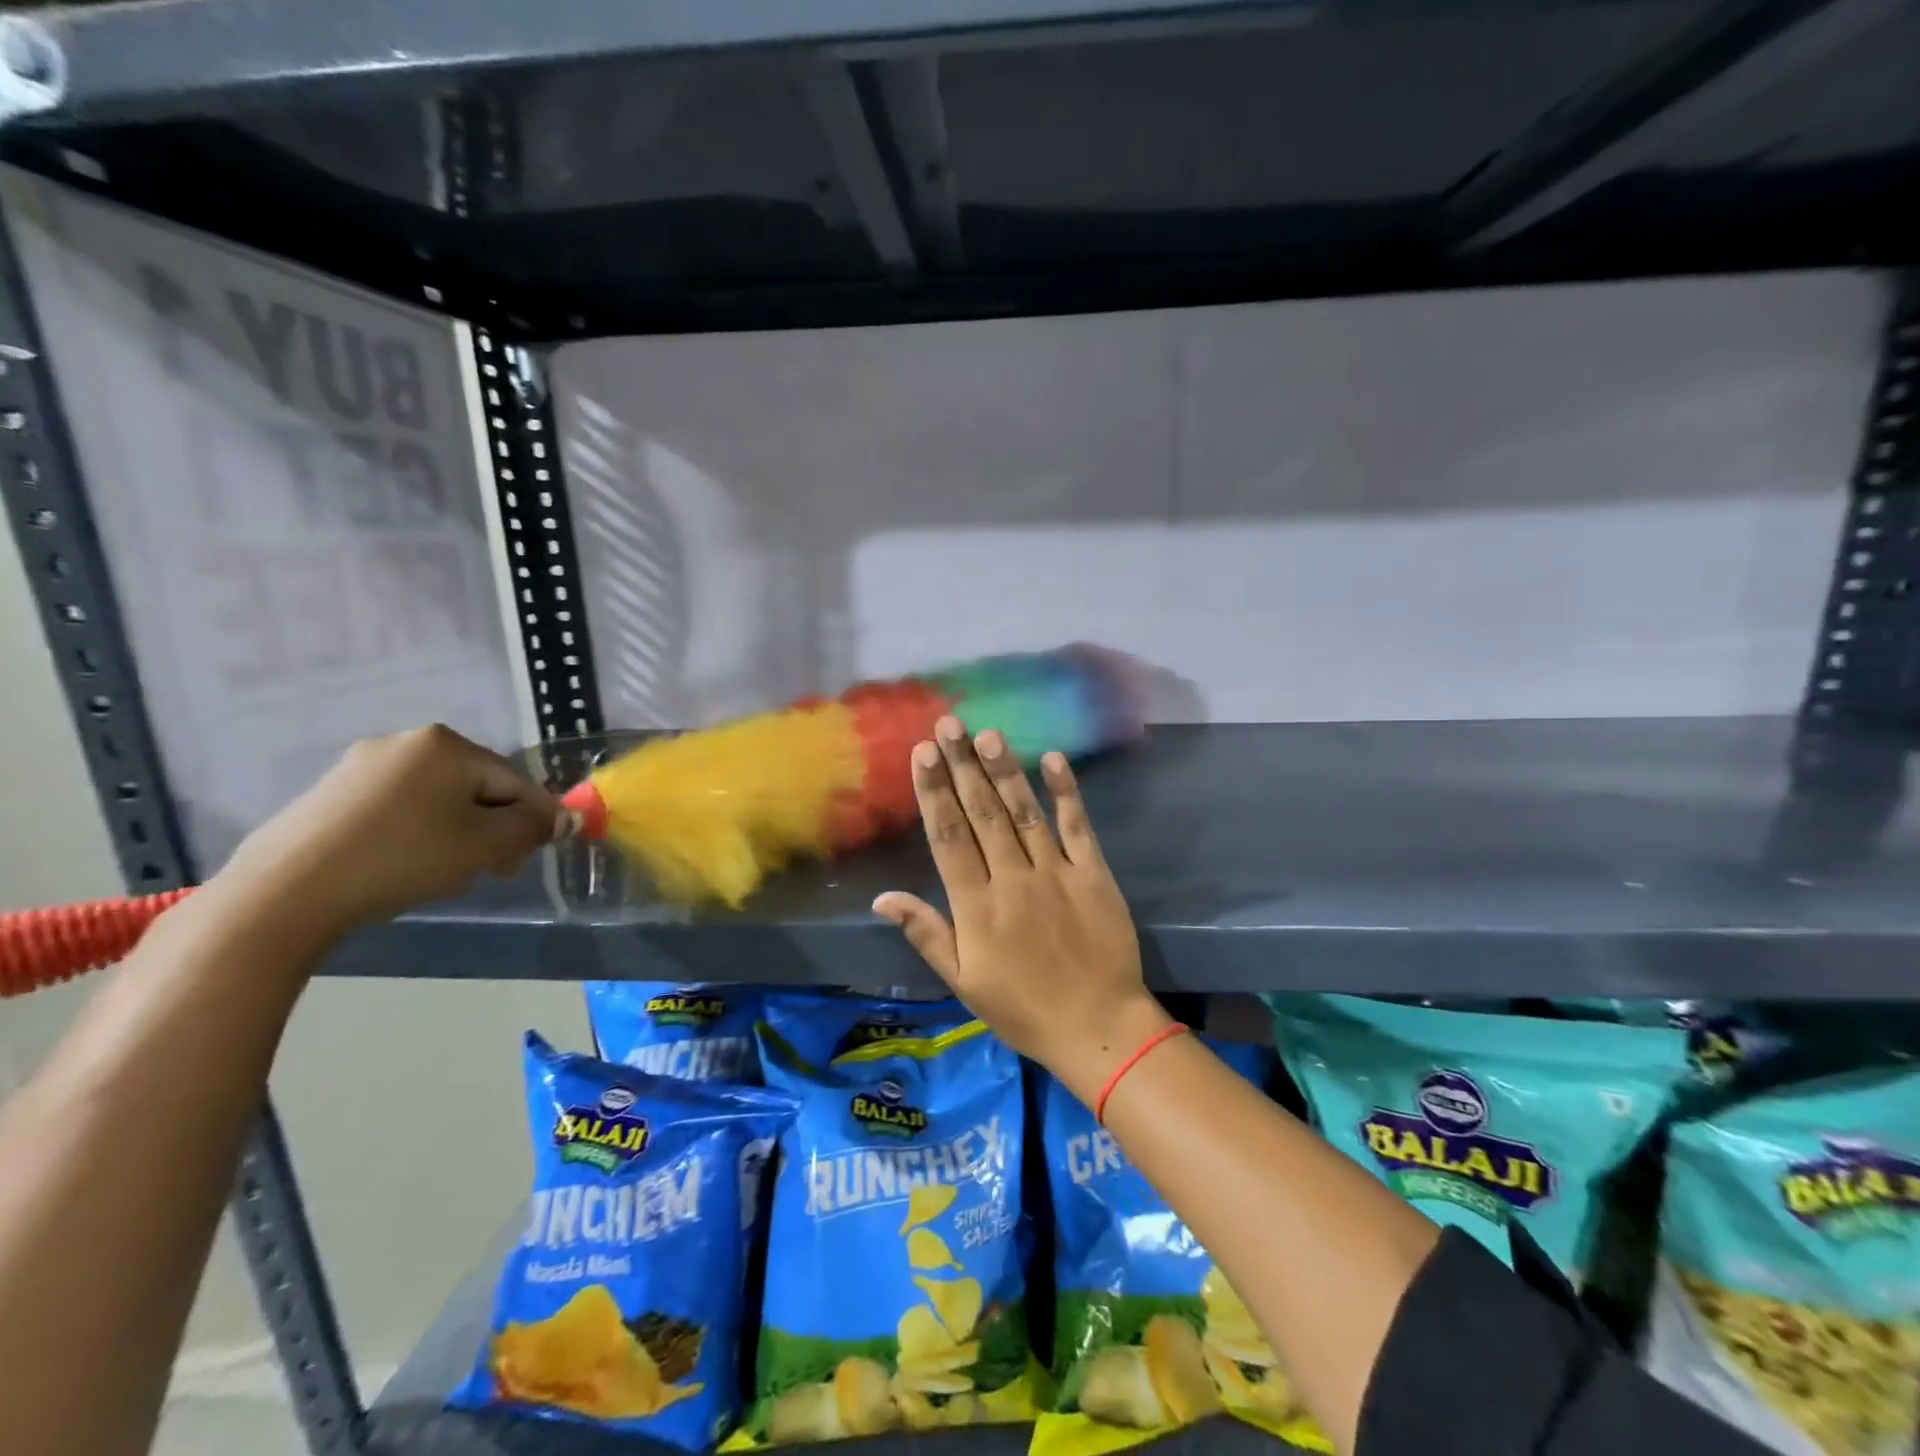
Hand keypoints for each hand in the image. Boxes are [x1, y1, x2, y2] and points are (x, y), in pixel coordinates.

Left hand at [212, 724, 561, 942]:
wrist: (285, 893)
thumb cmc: (403, 858)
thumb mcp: (485, 846)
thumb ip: (534, 827)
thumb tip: (567, 818)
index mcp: (448, 744)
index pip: (515, 780)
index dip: (533, 819)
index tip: (531, 857)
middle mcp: (406, 741)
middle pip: (476, 786)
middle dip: (492, 826)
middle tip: (490, 869)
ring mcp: (362, 764)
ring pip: (439, 797)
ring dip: (458, 830)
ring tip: (446, 870)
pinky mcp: (331, 792)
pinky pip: (399, 805)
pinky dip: (417, 831)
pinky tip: (406, 864)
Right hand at [873, 716, 1169, 1100]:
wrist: (1099, 1027)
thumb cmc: (1023, 1009)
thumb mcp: (964, 982)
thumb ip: (926, 934)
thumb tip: (882, 899)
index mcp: (977, 907)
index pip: (949, 837)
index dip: (933, 792)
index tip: (921, 754)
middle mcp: (1013, 879)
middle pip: (982, 814)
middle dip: (962, 766)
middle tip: (948, 726)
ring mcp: (1056, 873)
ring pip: (1024, 812)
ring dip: (1004, 771)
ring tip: (987, 734)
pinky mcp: (1094, 874)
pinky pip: (1077, 827)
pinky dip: (1066, 793)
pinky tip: (1053, 760)